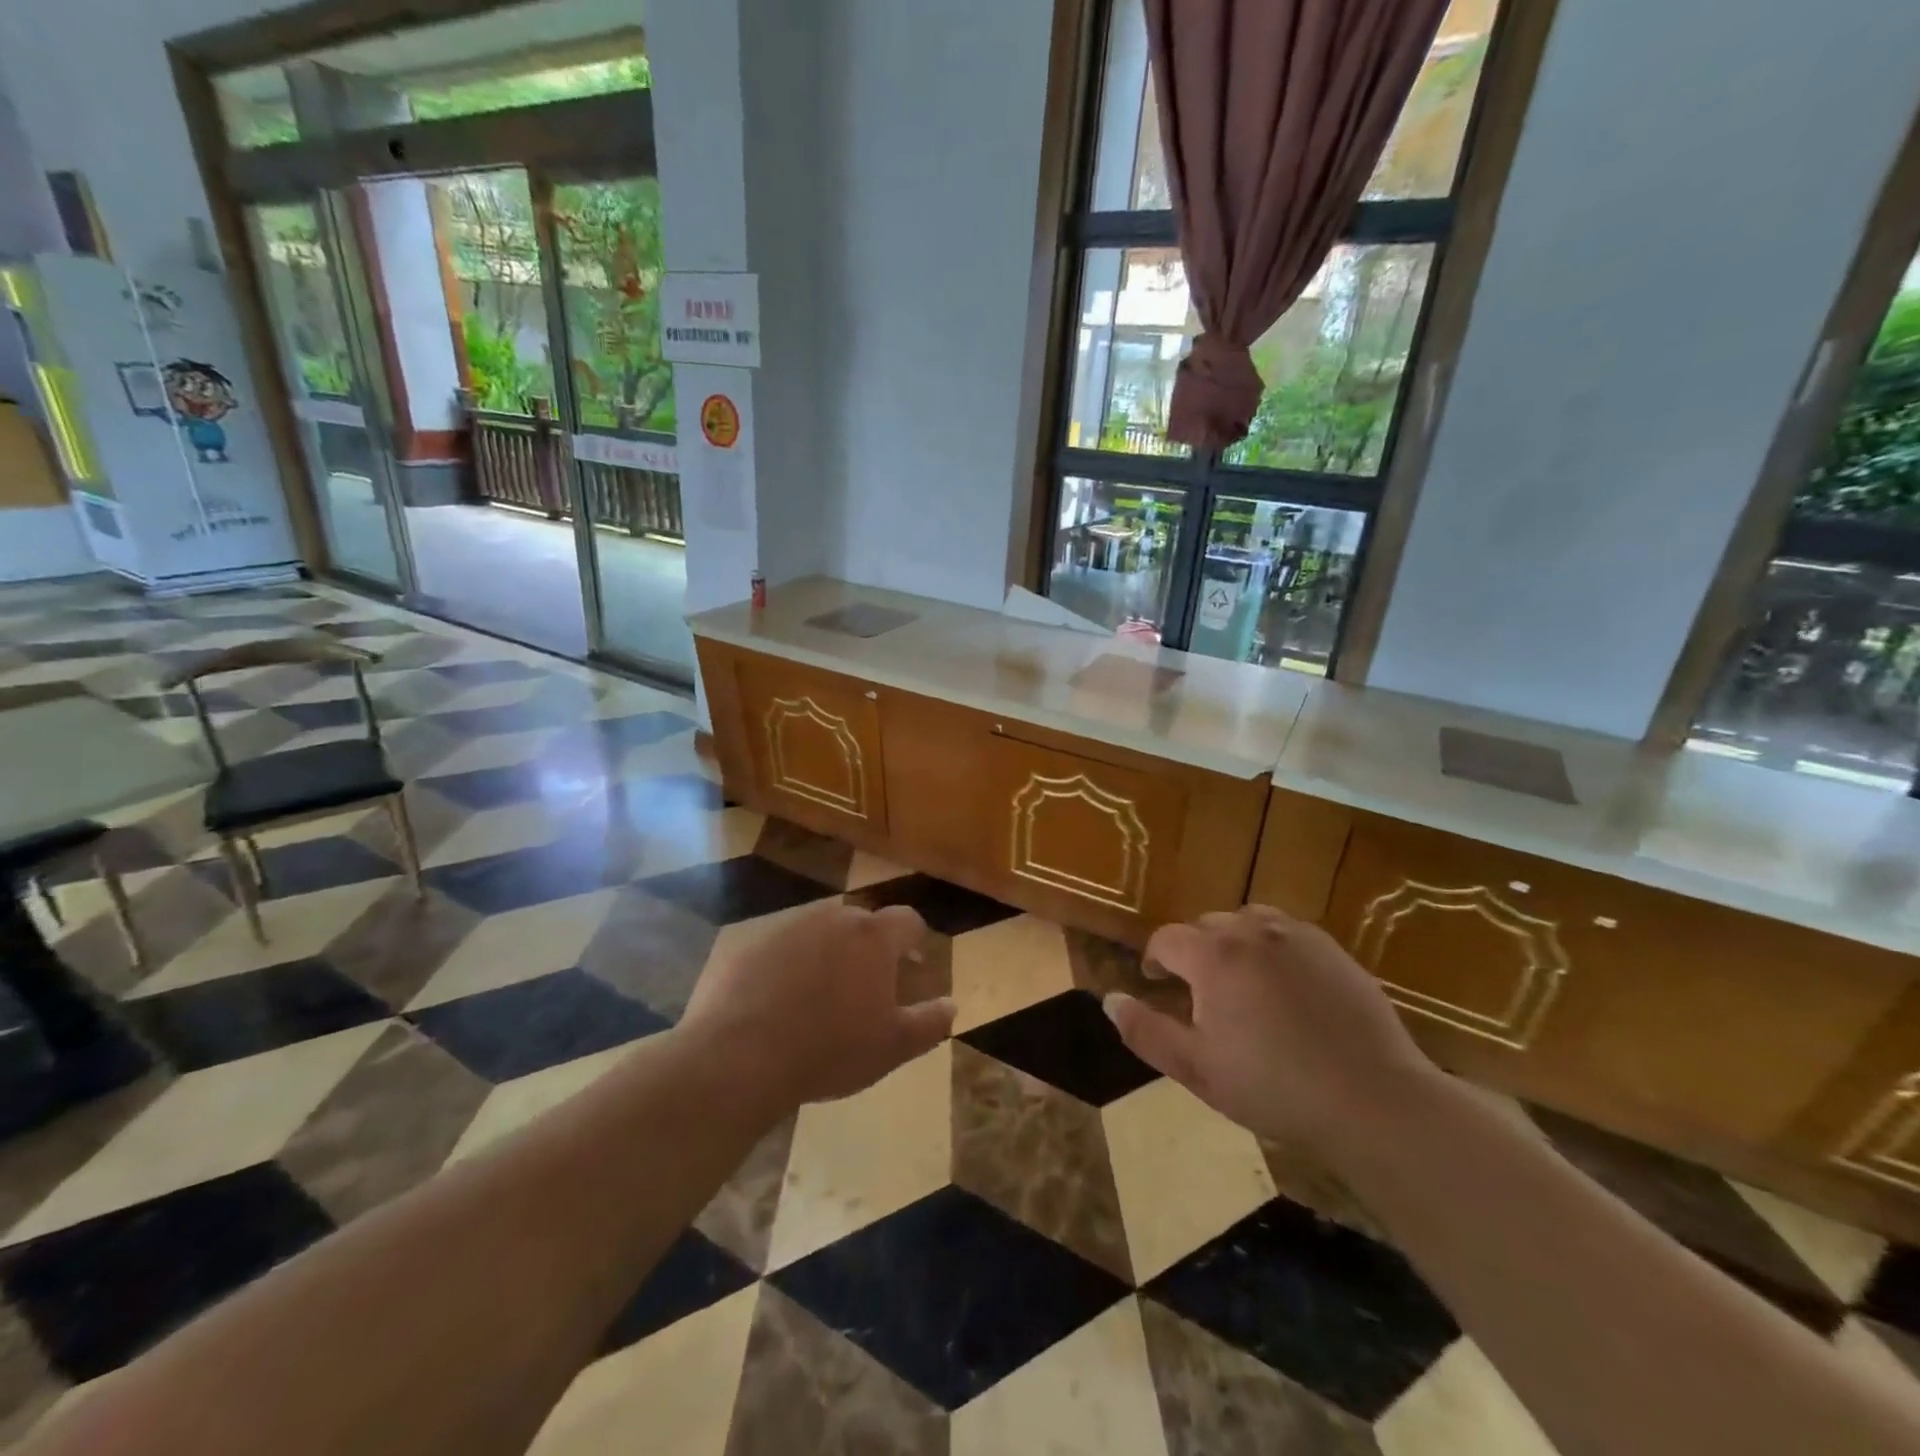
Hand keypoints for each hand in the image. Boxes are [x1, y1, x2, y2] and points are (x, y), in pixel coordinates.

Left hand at [679, 901, 954, 1109]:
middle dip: (871, 947)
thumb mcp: (893, 1046)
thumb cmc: (829, 1050)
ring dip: (830, 953)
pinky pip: (783, 948)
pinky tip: (782, 1002)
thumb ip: (930, 1022)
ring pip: (821, 933)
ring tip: (824, 995)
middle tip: (870, 984)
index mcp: (873, 936)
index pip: (907, 920)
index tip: (914, 962)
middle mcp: (833, 918)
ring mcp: (788, 927)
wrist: (739, 1057)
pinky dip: (790, 965)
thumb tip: (952, 1005)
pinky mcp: (751, 944)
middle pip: (862, 923)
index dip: (915, 939)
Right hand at [1104, 905, 1438, 1158]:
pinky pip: (1287, 932)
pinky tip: (1285, 986)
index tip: (1157, 984)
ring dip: (1233, 942)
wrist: (1372, 1098)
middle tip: (1200, 993)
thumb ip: (1145, 1030)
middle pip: (1207, 925)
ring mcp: (1297, 936)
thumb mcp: (1196, 1069)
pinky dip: (1272, 947)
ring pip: (1248, 922)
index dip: (1155, 960)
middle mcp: (1251, 931)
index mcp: (1213, 956)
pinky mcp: (1333, 949)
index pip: (1167, 939)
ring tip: (1240, 982)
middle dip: (1194, 951)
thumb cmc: (1274, 1087)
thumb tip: (1108, 999)